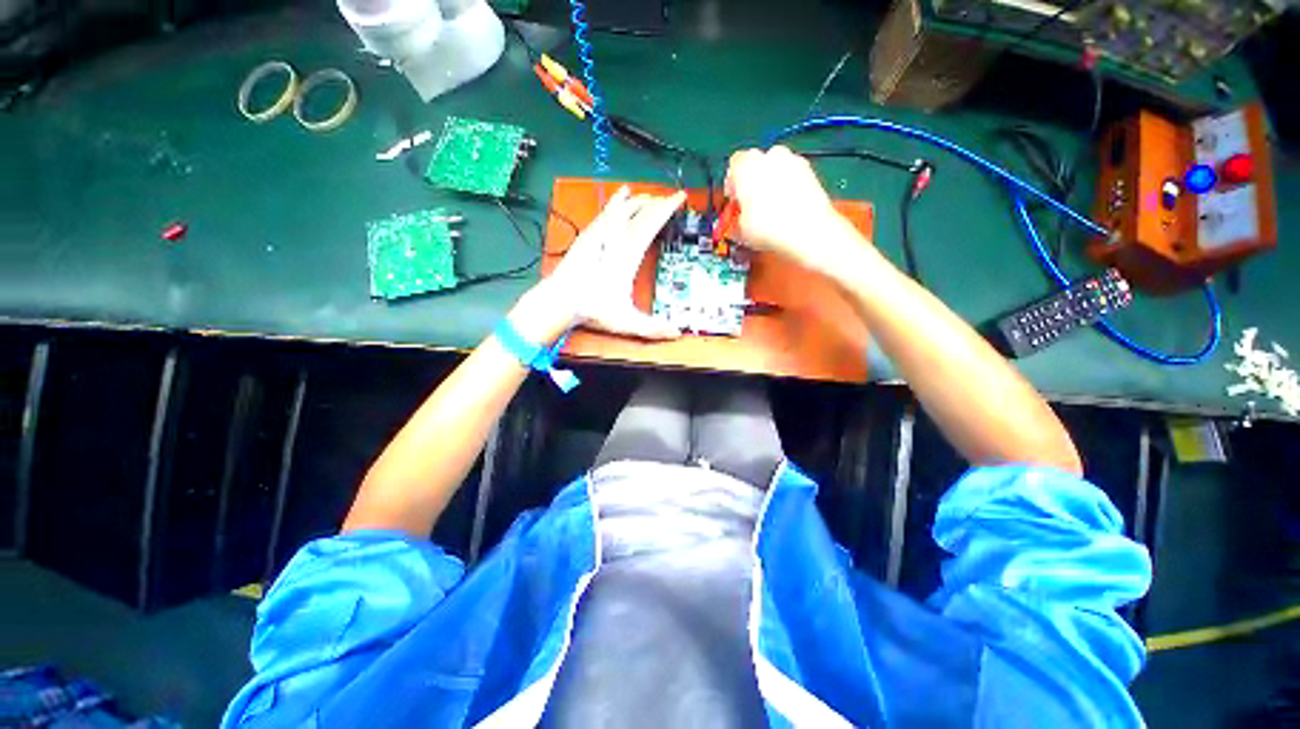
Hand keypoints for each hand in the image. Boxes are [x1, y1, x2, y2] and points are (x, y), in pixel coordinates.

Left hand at [528, 185, 685, 340]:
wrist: (559, 301)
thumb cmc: (592, 310)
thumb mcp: (626, 322)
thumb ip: (652, 328)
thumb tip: (676, 333)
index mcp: (628, 256)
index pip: (651, 224)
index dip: (666, 209)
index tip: (679, 197)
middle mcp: (614, 240)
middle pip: (638, 214)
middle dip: (656, 203)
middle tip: (670, 198)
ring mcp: (598, 236)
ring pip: (621, 210)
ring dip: (637, 202)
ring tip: (648, 196)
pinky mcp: (587, 238)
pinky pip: (605, 214)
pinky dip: (616, 204)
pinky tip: (618, 199)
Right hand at [725, 146, 868, 273]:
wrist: (807, 231)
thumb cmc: (770, 228)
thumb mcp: (740, 230)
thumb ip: (736, 219)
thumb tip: (738, 222)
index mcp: (746, 165)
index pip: (733, 165)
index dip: (732, 184)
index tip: (734, 201)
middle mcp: (770, 156)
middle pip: (756, 163)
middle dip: (752, 181)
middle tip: (750, 205)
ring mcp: (793, 161)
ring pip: (776, 168)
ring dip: (771, 184)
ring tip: (769, 210)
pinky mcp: (810, 171)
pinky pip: (792, 177)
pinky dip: (788, 188)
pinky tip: (786, 210)